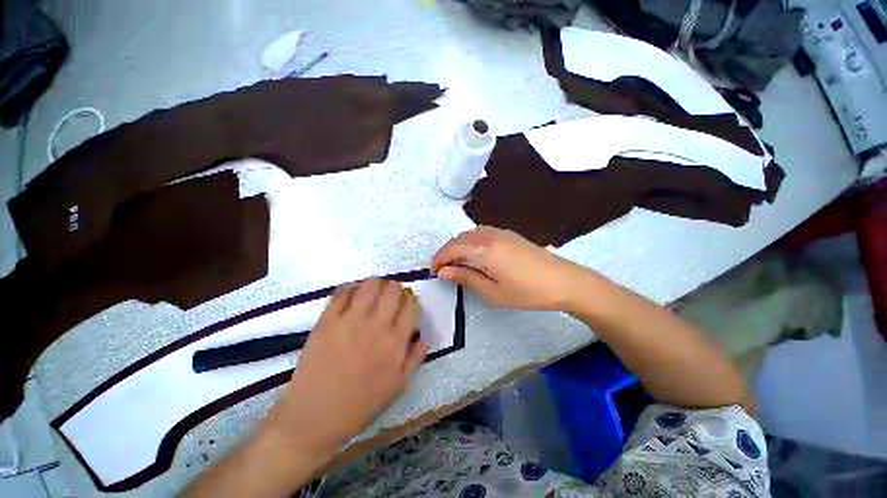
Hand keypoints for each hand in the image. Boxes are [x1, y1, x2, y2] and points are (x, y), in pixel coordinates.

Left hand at [261, 279, 426, 458]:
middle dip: (395, 287)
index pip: (409, 306)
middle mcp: (375, 327)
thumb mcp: (397, 387)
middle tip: (391, 293)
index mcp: (394, 343)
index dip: (410, 299)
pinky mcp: (327, 322)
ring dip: (375, 283)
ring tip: (373, 290)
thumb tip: (425, 337)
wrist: (314, 418)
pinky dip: (350, 287)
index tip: (406, 301)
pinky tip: (352, 292)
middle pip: (392, 291)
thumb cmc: (360, 405)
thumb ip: (415, 359)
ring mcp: (349, 322)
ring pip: (369, 286)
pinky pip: (341, 293)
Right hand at [431, 226, 584, 309]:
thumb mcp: (492, 291)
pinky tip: (474, 255)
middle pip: (459, 238)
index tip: (434, 272)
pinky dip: (471, 242)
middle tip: (444, 270)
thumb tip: (443, 271)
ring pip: (469, 234)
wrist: (563, 280)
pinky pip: (481, 233)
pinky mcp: (508, 233)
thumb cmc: (526, 292)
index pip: (452, 248)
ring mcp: (500, 231)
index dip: (439, 259)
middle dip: (447, 252)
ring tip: (457, 264)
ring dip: (458, 246)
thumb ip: (465, 278)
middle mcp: (489, 234)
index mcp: (484, 249)